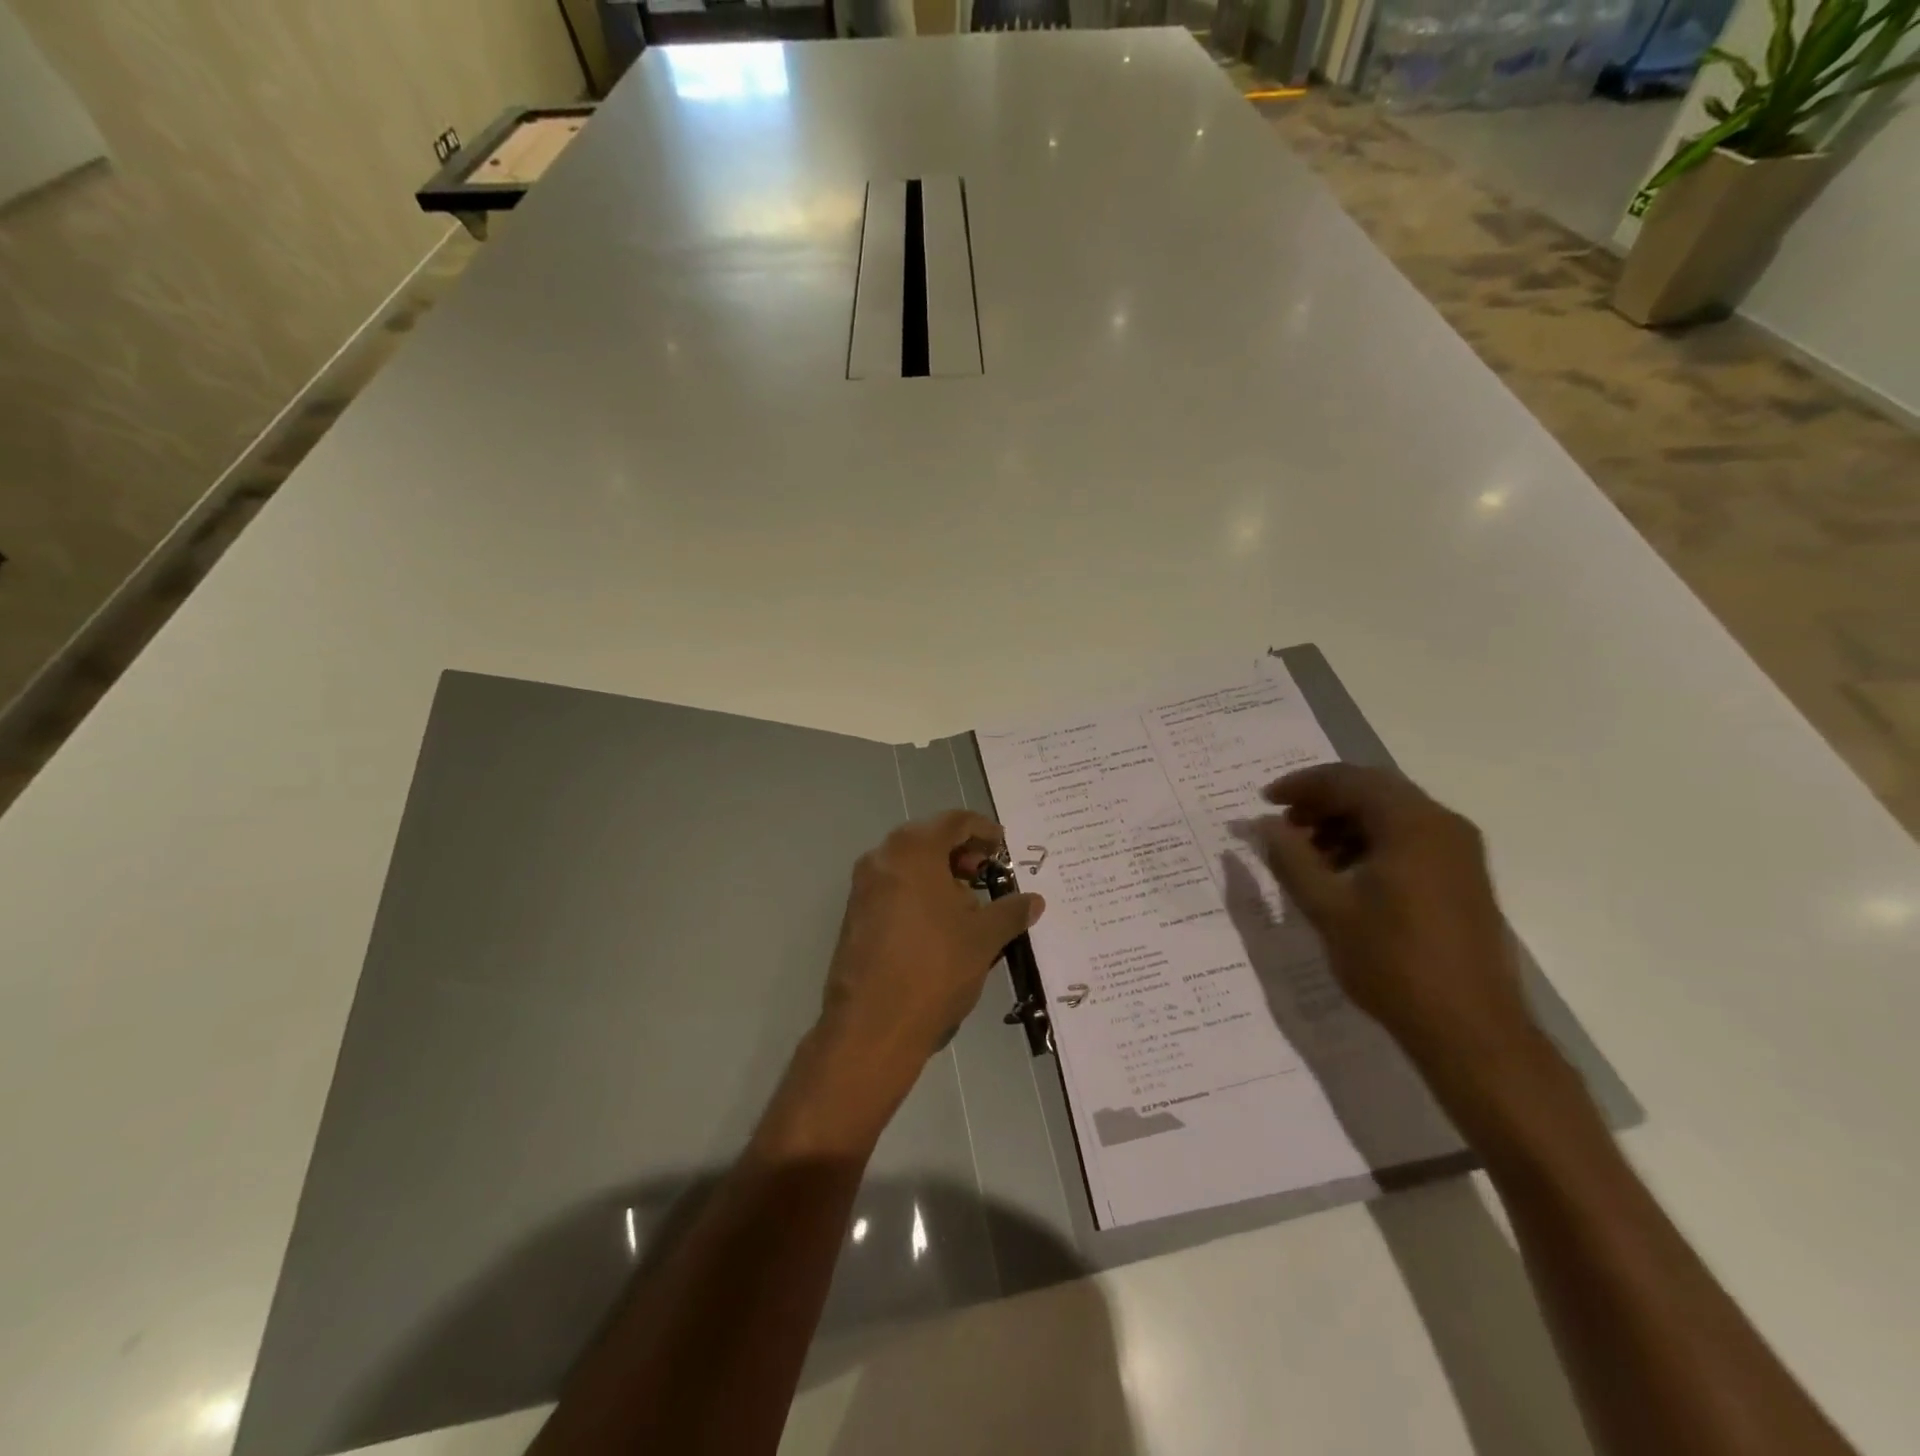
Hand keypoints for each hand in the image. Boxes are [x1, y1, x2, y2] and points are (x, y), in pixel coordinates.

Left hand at [819, 811, 1045, 1079]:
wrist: (872, 1025)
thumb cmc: (934, 967)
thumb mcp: (984, 937)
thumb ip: (1011, 911)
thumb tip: (1034, 900)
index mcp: (913, 849)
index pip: (955, 821)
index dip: (984, 831)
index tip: (1003, 849)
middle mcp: (882, 857)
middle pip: (928, 839)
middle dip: (960, 853)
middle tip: (986, 874)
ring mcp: (863, 886)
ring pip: (908, 864)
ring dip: (939, 874)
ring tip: (968, 905)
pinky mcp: (854, 914)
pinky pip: (893, 888)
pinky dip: (918, 893)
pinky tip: (939, 925)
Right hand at [1252, 764, 1536, 1072]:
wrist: (1470, 1030)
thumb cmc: (1392, 963)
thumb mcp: (1327, 908)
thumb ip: (1290, 857)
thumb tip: (1263, 824)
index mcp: (1412, 824)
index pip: (1348, 780)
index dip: (1301, 786)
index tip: (1264, 803)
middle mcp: (1442, 825)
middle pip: (1372, 791)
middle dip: (1322, 802)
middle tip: (1284, 825)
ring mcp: (1458, 851)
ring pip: (1391, 815)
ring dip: (1344, 822)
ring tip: (1307, 853)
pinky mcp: (1462, 877)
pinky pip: (1409, 839)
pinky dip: (1370, 842)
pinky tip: (1343, 873)